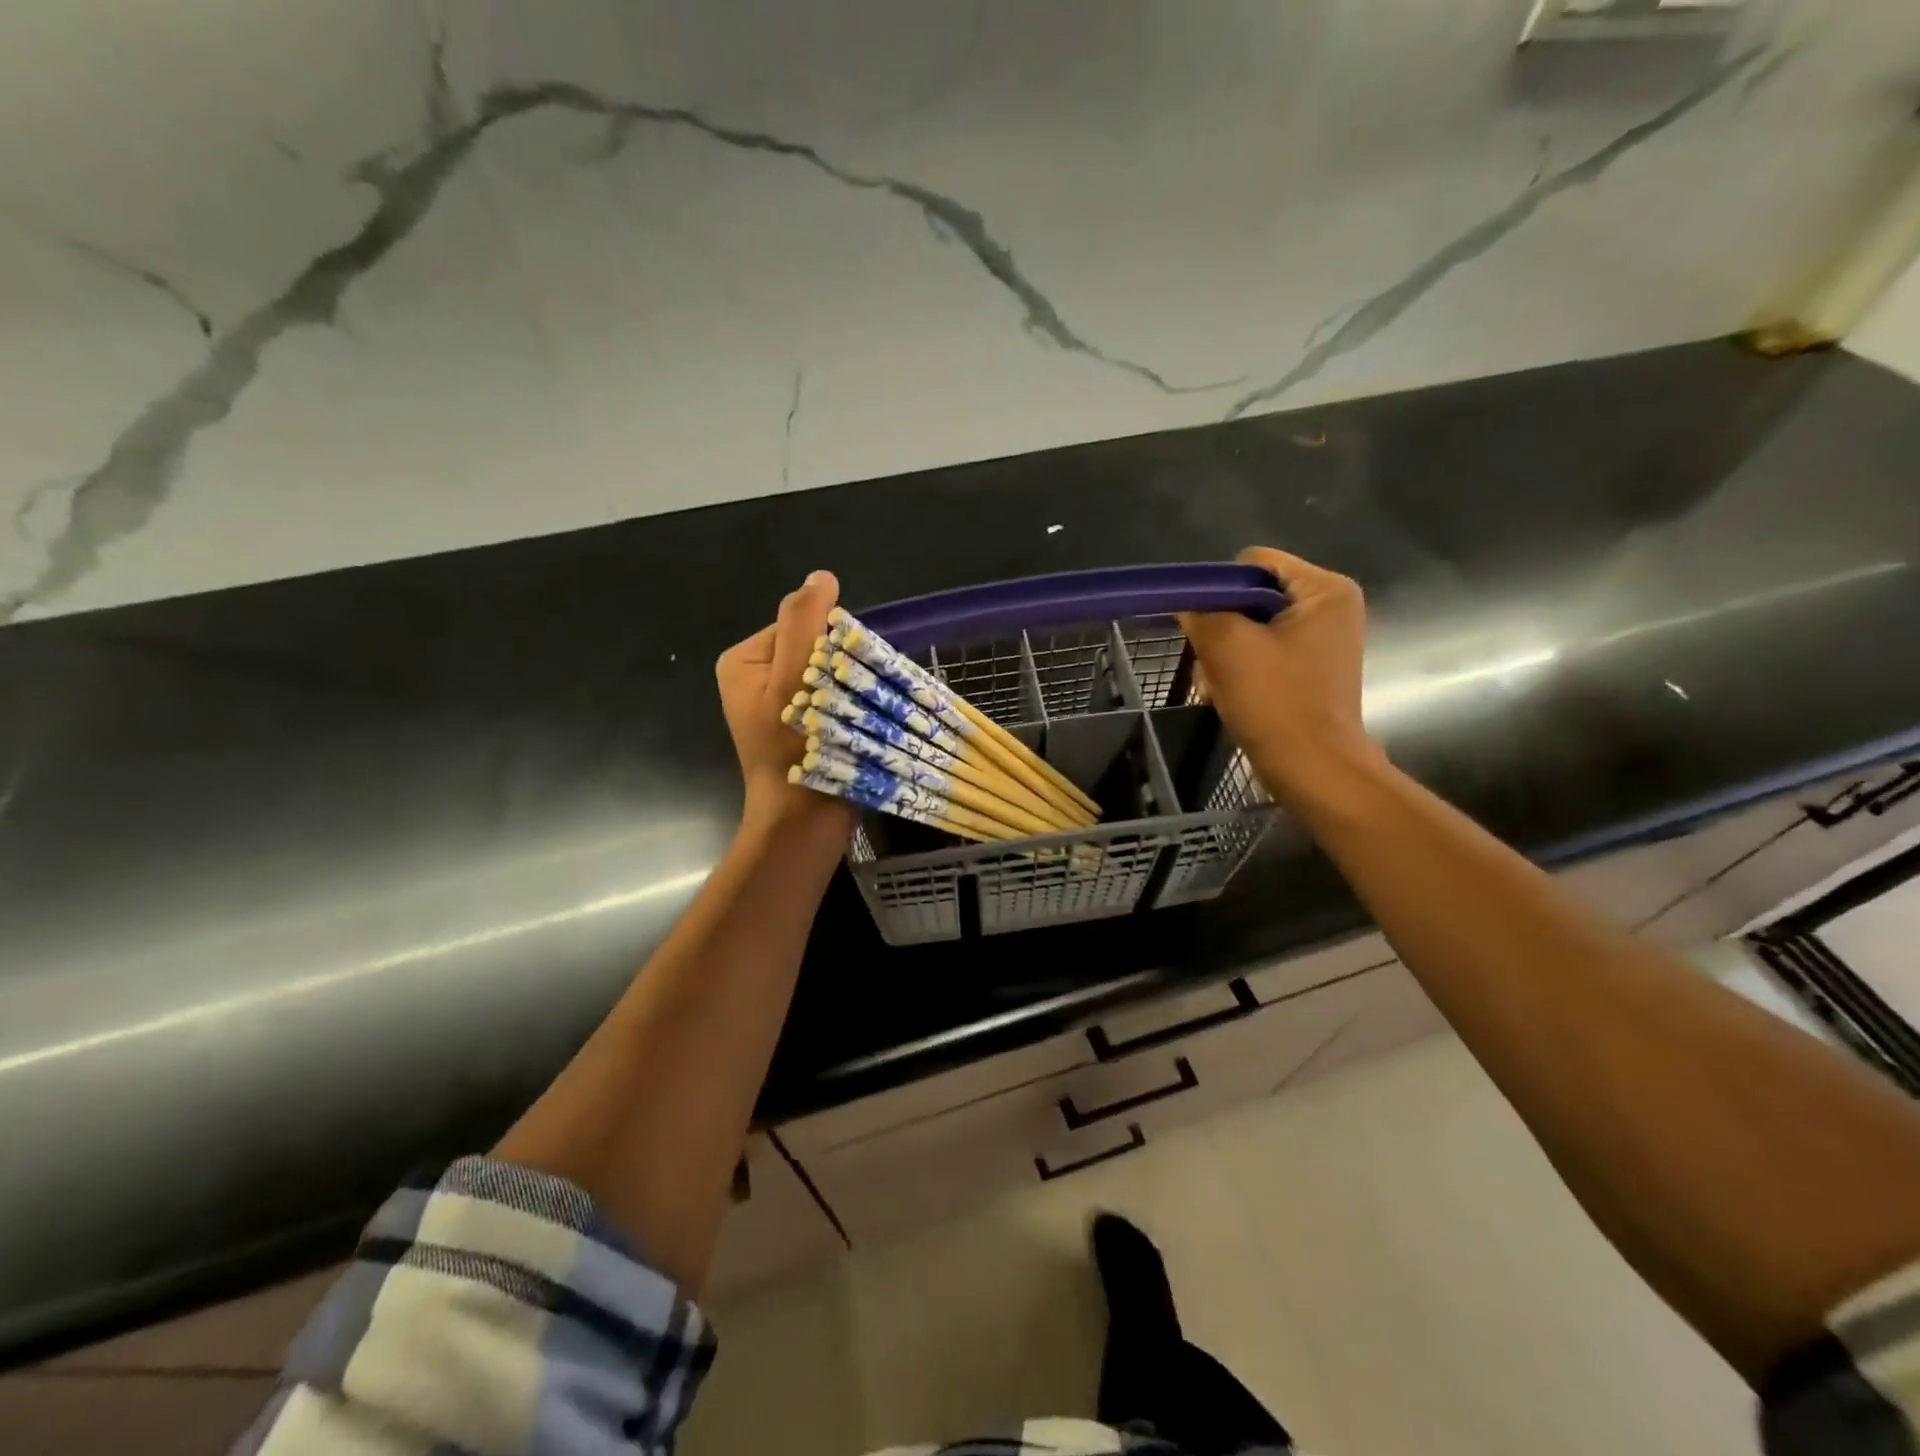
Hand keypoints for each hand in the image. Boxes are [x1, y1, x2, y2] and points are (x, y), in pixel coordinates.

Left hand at [716, 570, 855, 839]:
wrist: (803, 822)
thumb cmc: (794, 748)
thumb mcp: (793, 676)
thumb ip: (803, 622)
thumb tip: (821, 576)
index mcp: (743, 660)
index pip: (800, 623)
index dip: (830, 643)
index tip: (841, 677)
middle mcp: (753, 678)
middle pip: (813, 649)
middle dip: (838, 668)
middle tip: (849, 701)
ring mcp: (774, 705)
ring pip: (824, 675)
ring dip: (847, 689)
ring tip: (854, 716)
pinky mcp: (796, 728)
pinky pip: (828, 699)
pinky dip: (846, 708)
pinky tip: (855, 727)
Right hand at [1178, 547, 1382, 801]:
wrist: (1313, 769)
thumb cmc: (1275, 702)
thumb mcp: (1227, 646)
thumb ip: (1201, 611)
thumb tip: (1188, 602)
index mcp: (1325, 589)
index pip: (1253, 564)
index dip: (1219, 589)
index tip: (1204, 628)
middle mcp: (1332, 607)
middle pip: (1253, 596)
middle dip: (1223, 627)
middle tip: (1210, 662)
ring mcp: (1324, 641)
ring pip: (1254, 628)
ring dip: (1227, 652)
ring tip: (1219, 684)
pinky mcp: (1312, 670)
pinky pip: (1265, 653)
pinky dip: (1243, 669)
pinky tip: (1231, 694)